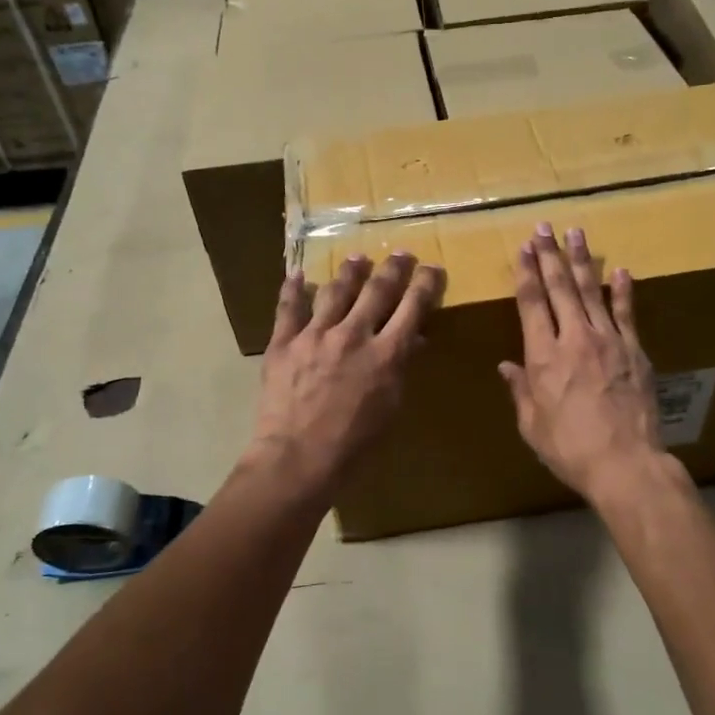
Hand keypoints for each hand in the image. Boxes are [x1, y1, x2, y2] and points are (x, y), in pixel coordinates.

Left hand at [247, 252, 443, 501]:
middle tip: (401, 254)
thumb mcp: (390, 409)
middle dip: (393, 269)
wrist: (297, 460)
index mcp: (385, 354)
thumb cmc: (353, 446)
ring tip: (357, 258)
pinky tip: (297, 274)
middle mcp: (353, 335)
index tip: (431, 269)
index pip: (412, 308)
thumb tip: (413, 341)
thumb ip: (400, 369)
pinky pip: (288, 307)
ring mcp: (314, 335)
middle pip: (377, 290)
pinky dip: (293, 288)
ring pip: (336, 290)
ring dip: (350, 271)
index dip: (425, 284)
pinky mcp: (283, 343)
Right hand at [499, 223, 665, 502]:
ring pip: (591, 292)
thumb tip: (506, 366)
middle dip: (549, 255)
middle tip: (543, 227)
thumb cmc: (569, 448)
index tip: (523, 249)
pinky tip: (619, 270)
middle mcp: (573, 339)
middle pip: (559, 288)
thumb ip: (520, 391)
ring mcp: (608, 341)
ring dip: (581, 261)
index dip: (526, 273)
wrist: (625, 462)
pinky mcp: (634, 350)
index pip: (532, 303)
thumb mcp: (532, 425)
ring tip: (575, 233)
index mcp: (543, 356)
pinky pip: (626, 313)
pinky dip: (622, 290)